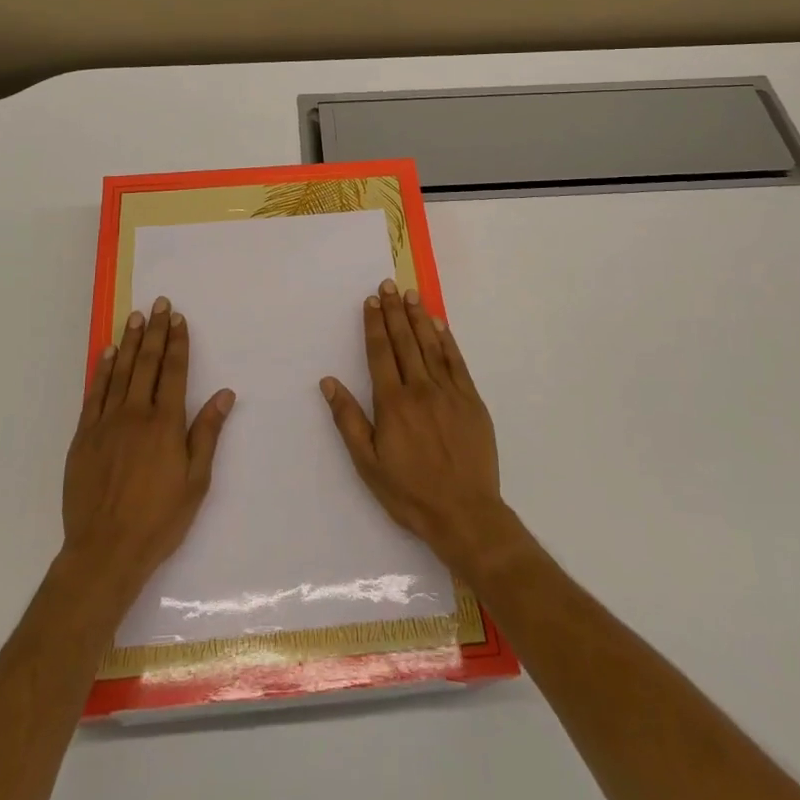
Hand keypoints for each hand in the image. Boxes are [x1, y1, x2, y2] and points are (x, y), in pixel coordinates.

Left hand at [63, 298, 234, 595]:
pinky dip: (101, 370)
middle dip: (155, 331)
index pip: (173, 372)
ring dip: (129, 342)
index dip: (177, 343)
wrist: (105, 551)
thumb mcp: (196, 481)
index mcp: (165, 424)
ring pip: (119, 372)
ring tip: (135, 317)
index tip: (179, 319)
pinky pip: (94, 394)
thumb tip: (224, 394)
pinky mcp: (84, 437)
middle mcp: (135, 414)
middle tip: (159, 303)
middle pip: (146, 363)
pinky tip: (106, 352)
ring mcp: (106, 423)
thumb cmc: (159, 519)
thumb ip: (207, 433)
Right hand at [320, 280, 516, 577]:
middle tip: (389, 285)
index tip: (370, 301)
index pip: (379, 353)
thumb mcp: (368, 463)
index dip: (374, 324)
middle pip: (404, 341)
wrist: (465, 513)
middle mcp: (420, 389)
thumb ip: (348, 420)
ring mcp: (449, 392)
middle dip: (394, 311)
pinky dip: (447, 341)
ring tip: (411, 295)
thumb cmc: (410, 492)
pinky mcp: (471, 401)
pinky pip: (457, 362)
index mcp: (392, 403)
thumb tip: (328, 382)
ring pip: (430, 346)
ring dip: (419, 318)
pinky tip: (440, 325)